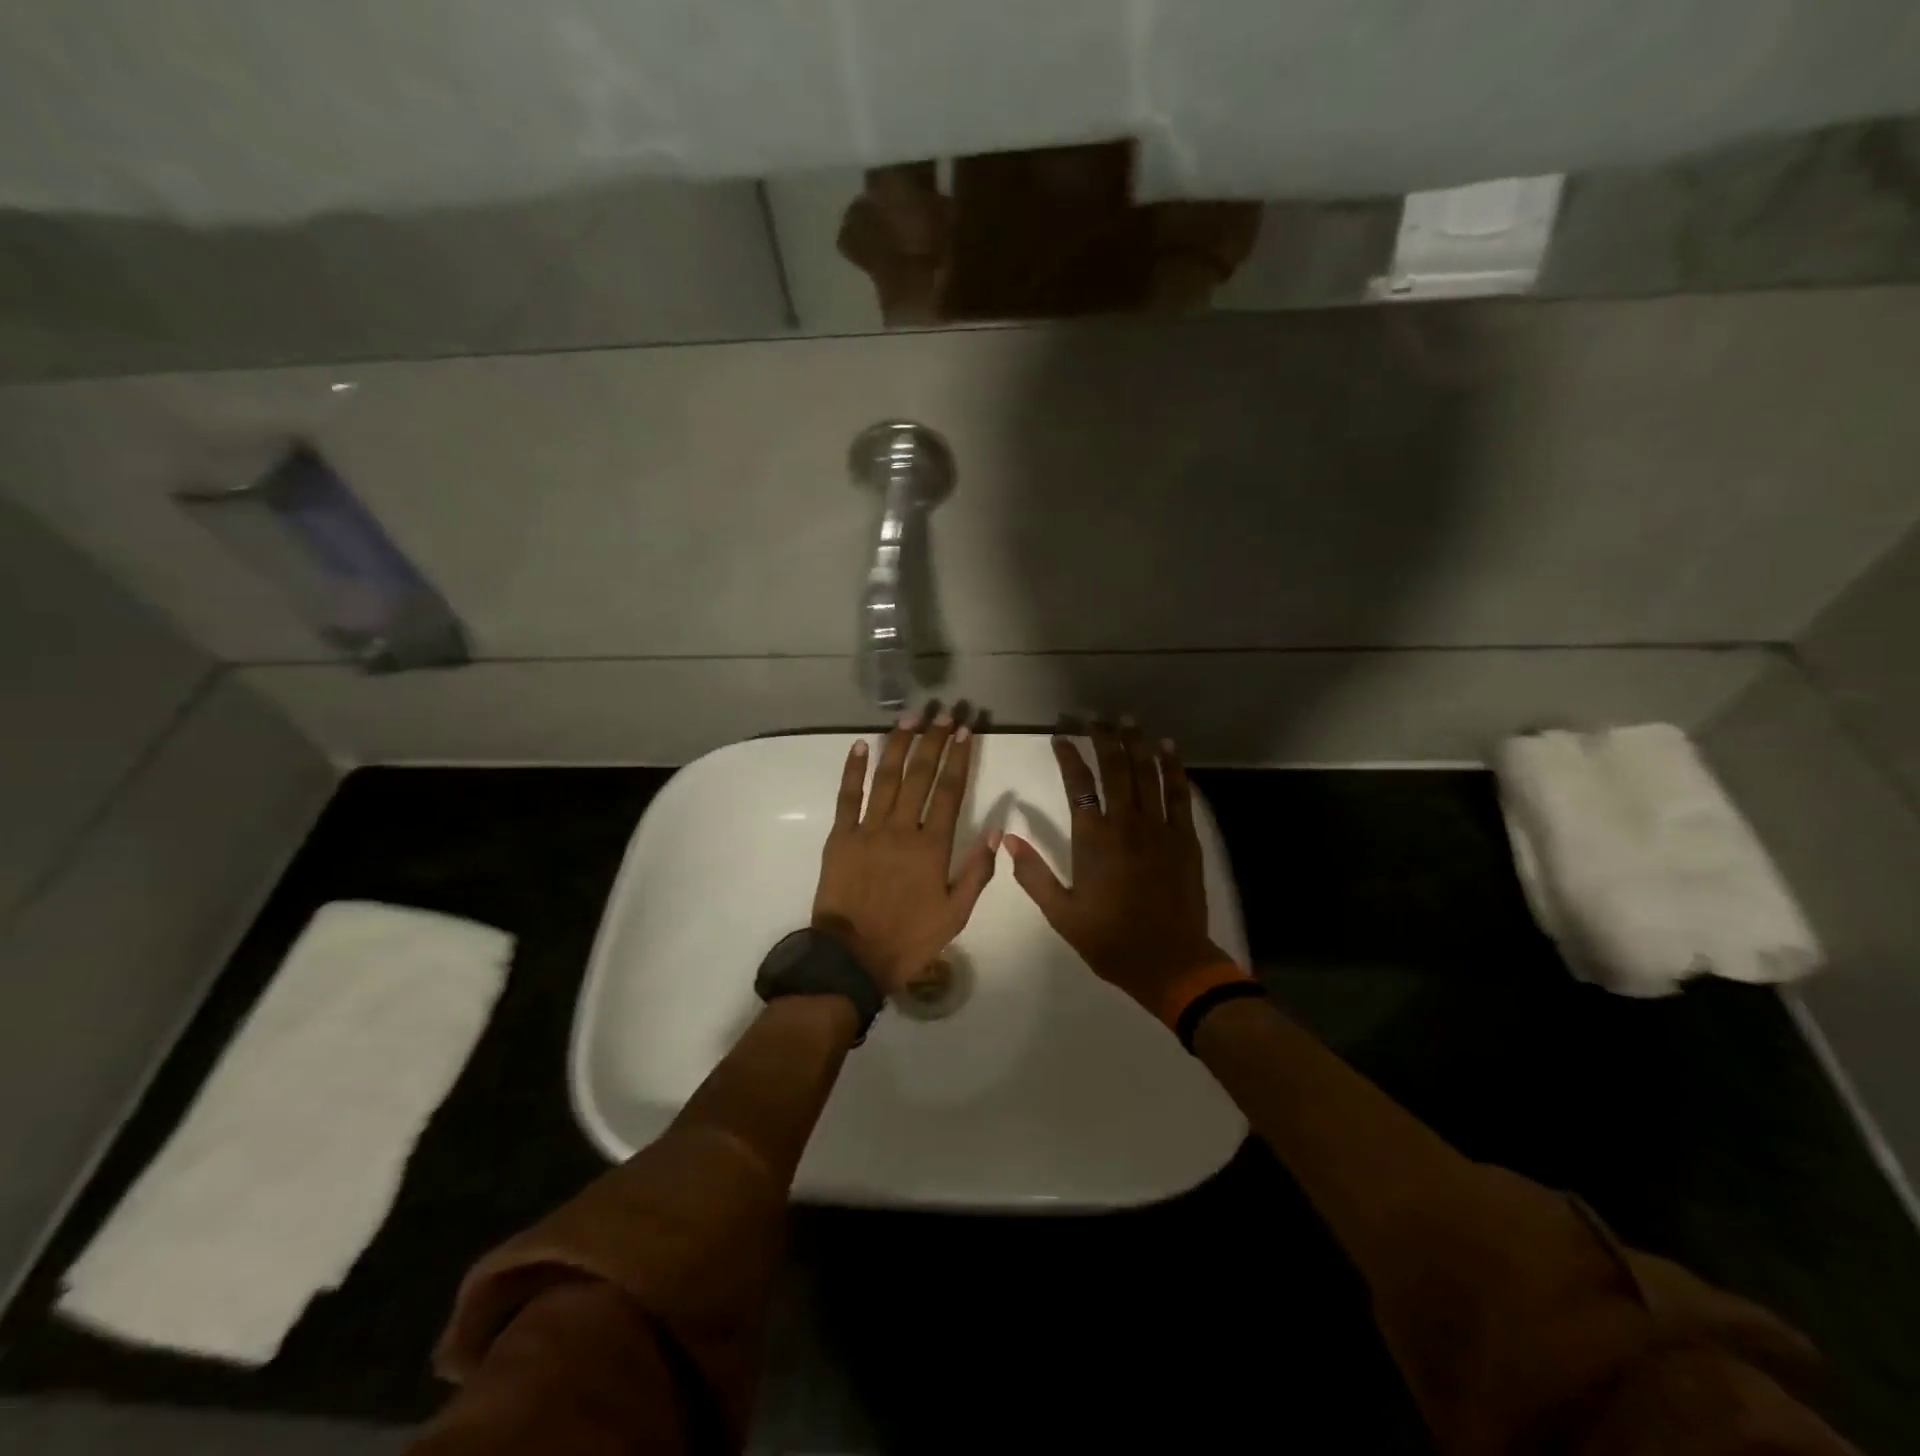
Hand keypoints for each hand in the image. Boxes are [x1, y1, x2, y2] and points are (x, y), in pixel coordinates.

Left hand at [812, 706, 998, 996]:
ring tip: (910, 718)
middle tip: (943, 713)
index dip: (959, 758)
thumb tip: (998, 829)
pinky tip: (861, 744)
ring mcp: (868, 829)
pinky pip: (848, 796)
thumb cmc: (909, 938)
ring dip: (899, 745)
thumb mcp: (956, 914)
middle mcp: (902, 829)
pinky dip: (854, 769)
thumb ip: (978, 871)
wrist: (852, 958)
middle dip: (933, 741)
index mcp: (933, 847)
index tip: (965, 731)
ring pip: (887, 778)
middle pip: (921, 776)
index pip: (950, 791)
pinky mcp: (840, 836)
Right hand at [1006, 718, 1228, 1016]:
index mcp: (1094, 839)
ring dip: (1138, 744)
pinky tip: (1168, 750)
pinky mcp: (1185, 839)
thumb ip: (1033, 873)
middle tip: (1097, 717)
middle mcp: (1127, 824)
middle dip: (1105, 738)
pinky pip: (1179, 795)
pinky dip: (1173, 768)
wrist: (1170, 962)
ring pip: (1148, 774)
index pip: (1078, 784)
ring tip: (1129, 720)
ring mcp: (1160, 829)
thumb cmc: (1110, 939)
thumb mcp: (1061, 913)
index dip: (1068, 756)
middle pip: (1116, 768)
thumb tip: (1007, 838)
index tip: (1060, 737)